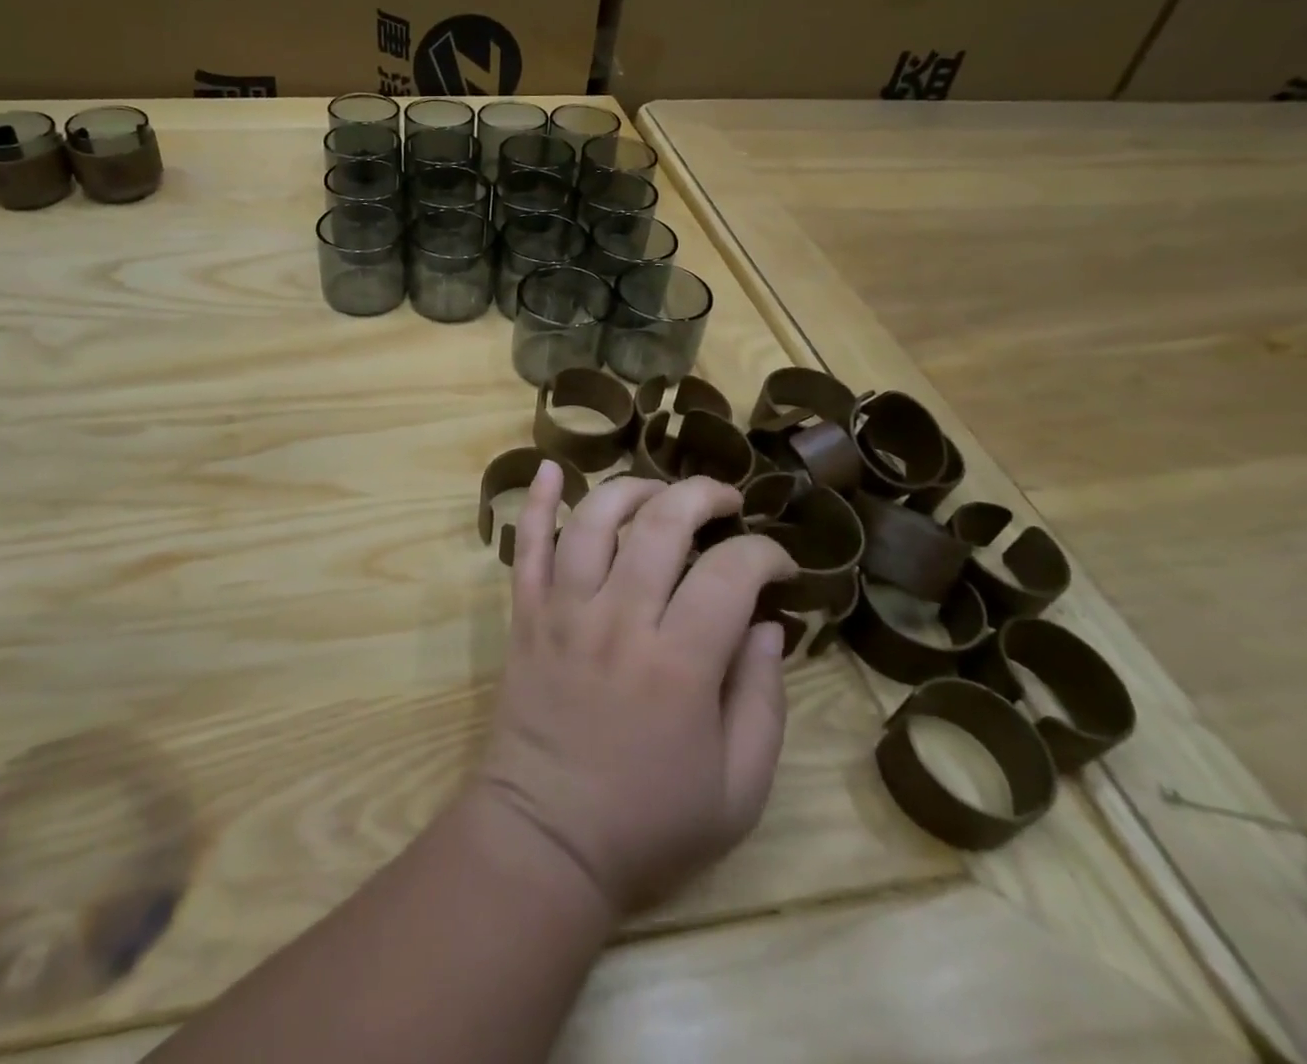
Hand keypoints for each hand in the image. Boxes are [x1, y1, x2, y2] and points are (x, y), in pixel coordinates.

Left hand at [473, 465, 793, 915]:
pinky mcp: (526, 614)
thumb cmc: (648, 822)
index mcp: (679, 663)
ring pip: (595, 519)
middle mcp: (619, 619)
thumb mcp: (738, 788)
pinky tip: (548, 468)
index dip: (766, 555)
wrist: (545, 838)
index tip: (780, 567)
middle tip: (727, 504)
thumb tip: (769, 625)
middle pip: (662, 524)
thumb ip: (763, 701)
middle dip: (703, 497)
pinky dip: (536, 502)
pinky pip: (526, 545)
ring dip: (632, 490)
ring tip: (661, 494)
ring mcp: (564, 610)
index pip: (731, 573)